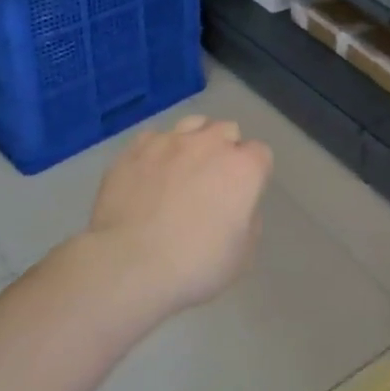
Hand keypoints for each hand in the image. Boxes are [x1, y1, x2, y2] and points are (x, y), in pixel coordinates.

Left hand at [84, 115, 273, 312]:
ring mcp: (170, 142)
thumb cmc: (194, 265)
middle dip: (225, 150)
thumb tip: (237, 208)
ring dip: (194, 141)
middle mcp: (210, 144)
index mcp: (244, 168)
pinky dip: (157, 151)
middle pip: (227, 131)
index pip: (261, 154)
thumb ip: (248, 221)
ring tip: (182, 169)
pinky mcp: (135, 149)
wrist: (128, 265)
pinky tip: (149, 174)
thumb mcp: (242, 255)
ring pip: (192, 124)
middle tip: (213, 181)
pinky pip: (154, 138)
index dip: (253, 174)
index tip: (242, 196)